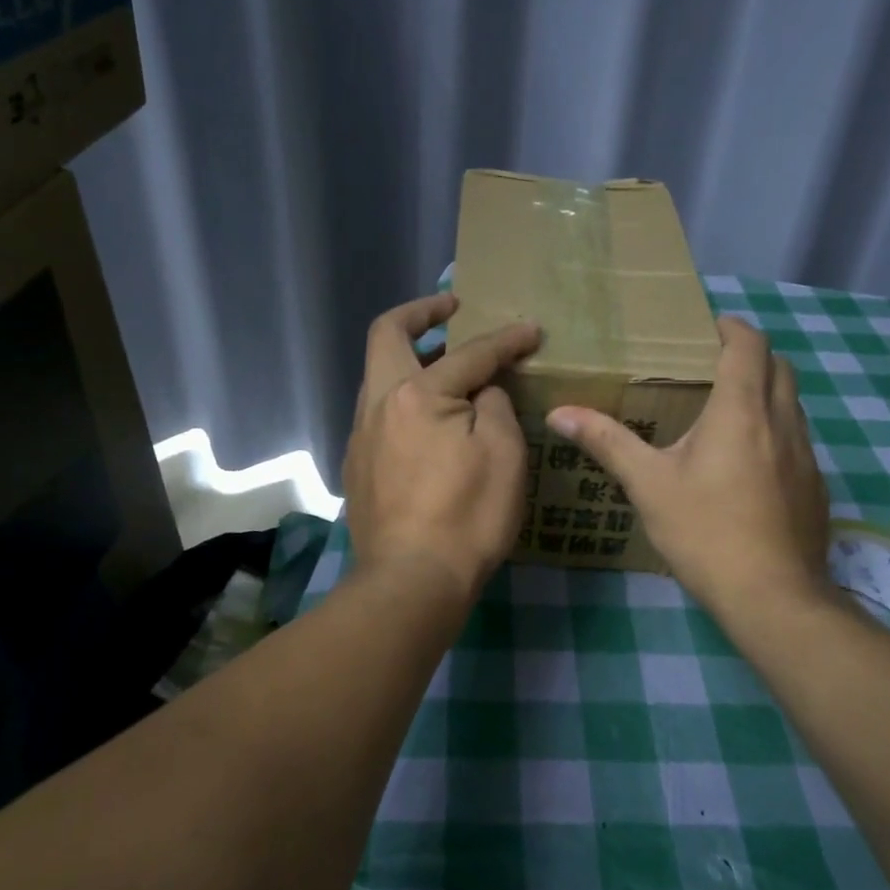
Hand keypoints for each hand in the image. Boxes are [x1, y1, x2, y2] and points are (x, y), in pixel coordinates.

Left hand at [343, 293, 542, 604]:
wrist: (411, 581)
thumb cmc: (467, 516)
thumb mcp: (503, 454)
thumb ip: (494, 404)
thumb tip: (482, 389)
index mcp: (415, 394)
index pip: (467, 353)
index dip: (505, 339)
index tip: (531, 331)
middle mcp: (378, 404)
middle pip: (386, 336)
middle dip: (420, 313)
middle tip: (452, 308)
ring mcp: (361, 435)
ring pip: (379, 375)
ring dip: (410, 358)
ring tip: (446, 363)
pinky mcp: (358, 465)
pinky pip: (380, 412)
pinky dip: (404, 397)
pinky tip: (430, 421)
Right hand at [545, 316, 831, 618]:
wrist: (772, 596)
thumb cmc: (705, 531)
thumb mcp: (648, 484)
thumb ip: (606, 442)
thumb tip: (558, 413)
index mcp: (741, 411)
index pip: (750, 345)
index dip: (733, 328)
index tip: (709, 327)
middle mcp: (782, 422)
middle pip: (780, 368)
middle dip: (752, 356)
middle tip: (714, 366)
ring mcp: (806, 456)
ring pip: (792, 405)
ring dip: (767, 393)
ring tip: (727, 412)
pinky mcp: (816, 487)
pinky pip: (798, 441)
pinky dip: (776, 432)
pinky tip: (748, 466)